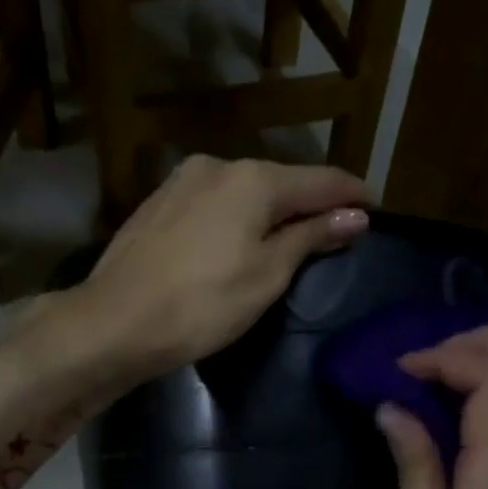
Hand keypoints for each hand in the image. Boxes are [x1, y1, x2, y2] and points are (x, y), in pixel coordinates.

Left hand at [60, 155, 369, 381]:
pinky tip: (235, 240)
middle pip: (279, 182)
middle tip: (333, 229)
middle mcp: (216, 166)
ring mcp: (180, 183)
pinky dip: (234, 218)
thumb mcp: (267, 276)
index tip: (374, 208)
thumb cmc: (201, 305)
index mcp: (253, 179)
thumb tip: (354, 215)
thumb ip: (310, 238)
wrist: (113, 323)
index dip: (351, 194)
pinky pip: (212, 204)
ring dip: (269, 211)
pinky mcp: (155, 206)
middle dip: (309, 203)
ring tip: (286, 237)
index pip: (320, 180)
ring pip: (242, 192)